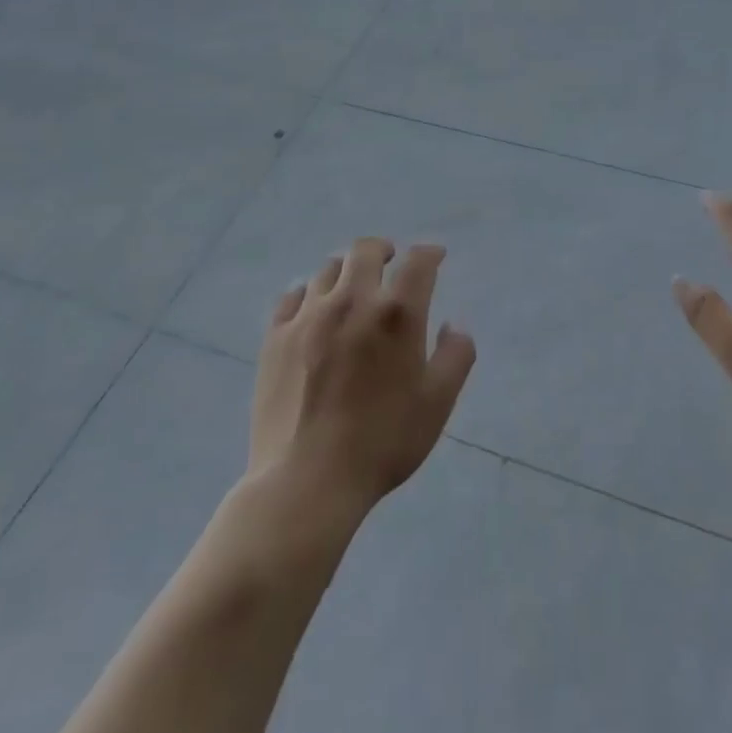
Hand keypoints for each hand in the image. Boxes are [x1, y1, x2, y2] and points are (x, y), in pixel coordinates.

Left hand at [249, 237, 475, 513]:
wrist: (307, 482)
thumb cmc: (383, 441)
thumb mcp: (438, 403)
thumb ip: (455, 356)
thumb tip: (453, 325)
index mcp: (397, 313)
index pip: (418, 261)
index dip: (430, 253)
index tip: (435, 257)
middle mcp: (352, 300)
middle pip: (366, 250)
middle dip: (384, 250)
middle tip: (390, 262)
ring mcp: (309, 316)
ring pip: (329, 269)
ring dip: (347, 271)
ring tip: (352, 288)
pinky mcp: (276, 336)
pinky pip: (293, 296)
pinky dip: (310, 294)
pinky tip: (314, 310)